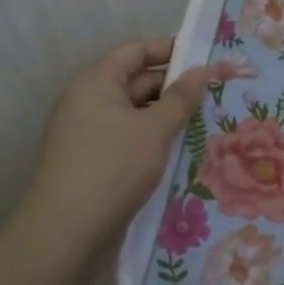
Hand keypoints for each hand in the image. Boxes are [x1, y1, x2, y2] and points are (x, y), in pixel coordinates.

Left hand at [29, 37, 211, 248]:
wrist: (66, 234)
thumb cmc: (113, 168)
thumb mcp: (155, 129)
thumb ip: (182, 98)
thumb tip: (202, 70)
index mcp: (97, 82)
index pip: (137, 51)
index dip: (170, 50)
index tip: (205, 56)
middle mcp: (88, 102)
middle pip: (137, 82)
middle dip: (174, 88)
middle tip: (216, 94)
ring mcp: (88, 133)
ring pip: (135, 114)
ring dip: (167, 117)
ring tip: (206, 122)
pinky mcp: (93, 162)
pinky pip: (129, 139)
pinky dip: (153, 140)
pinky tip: (182, 151)